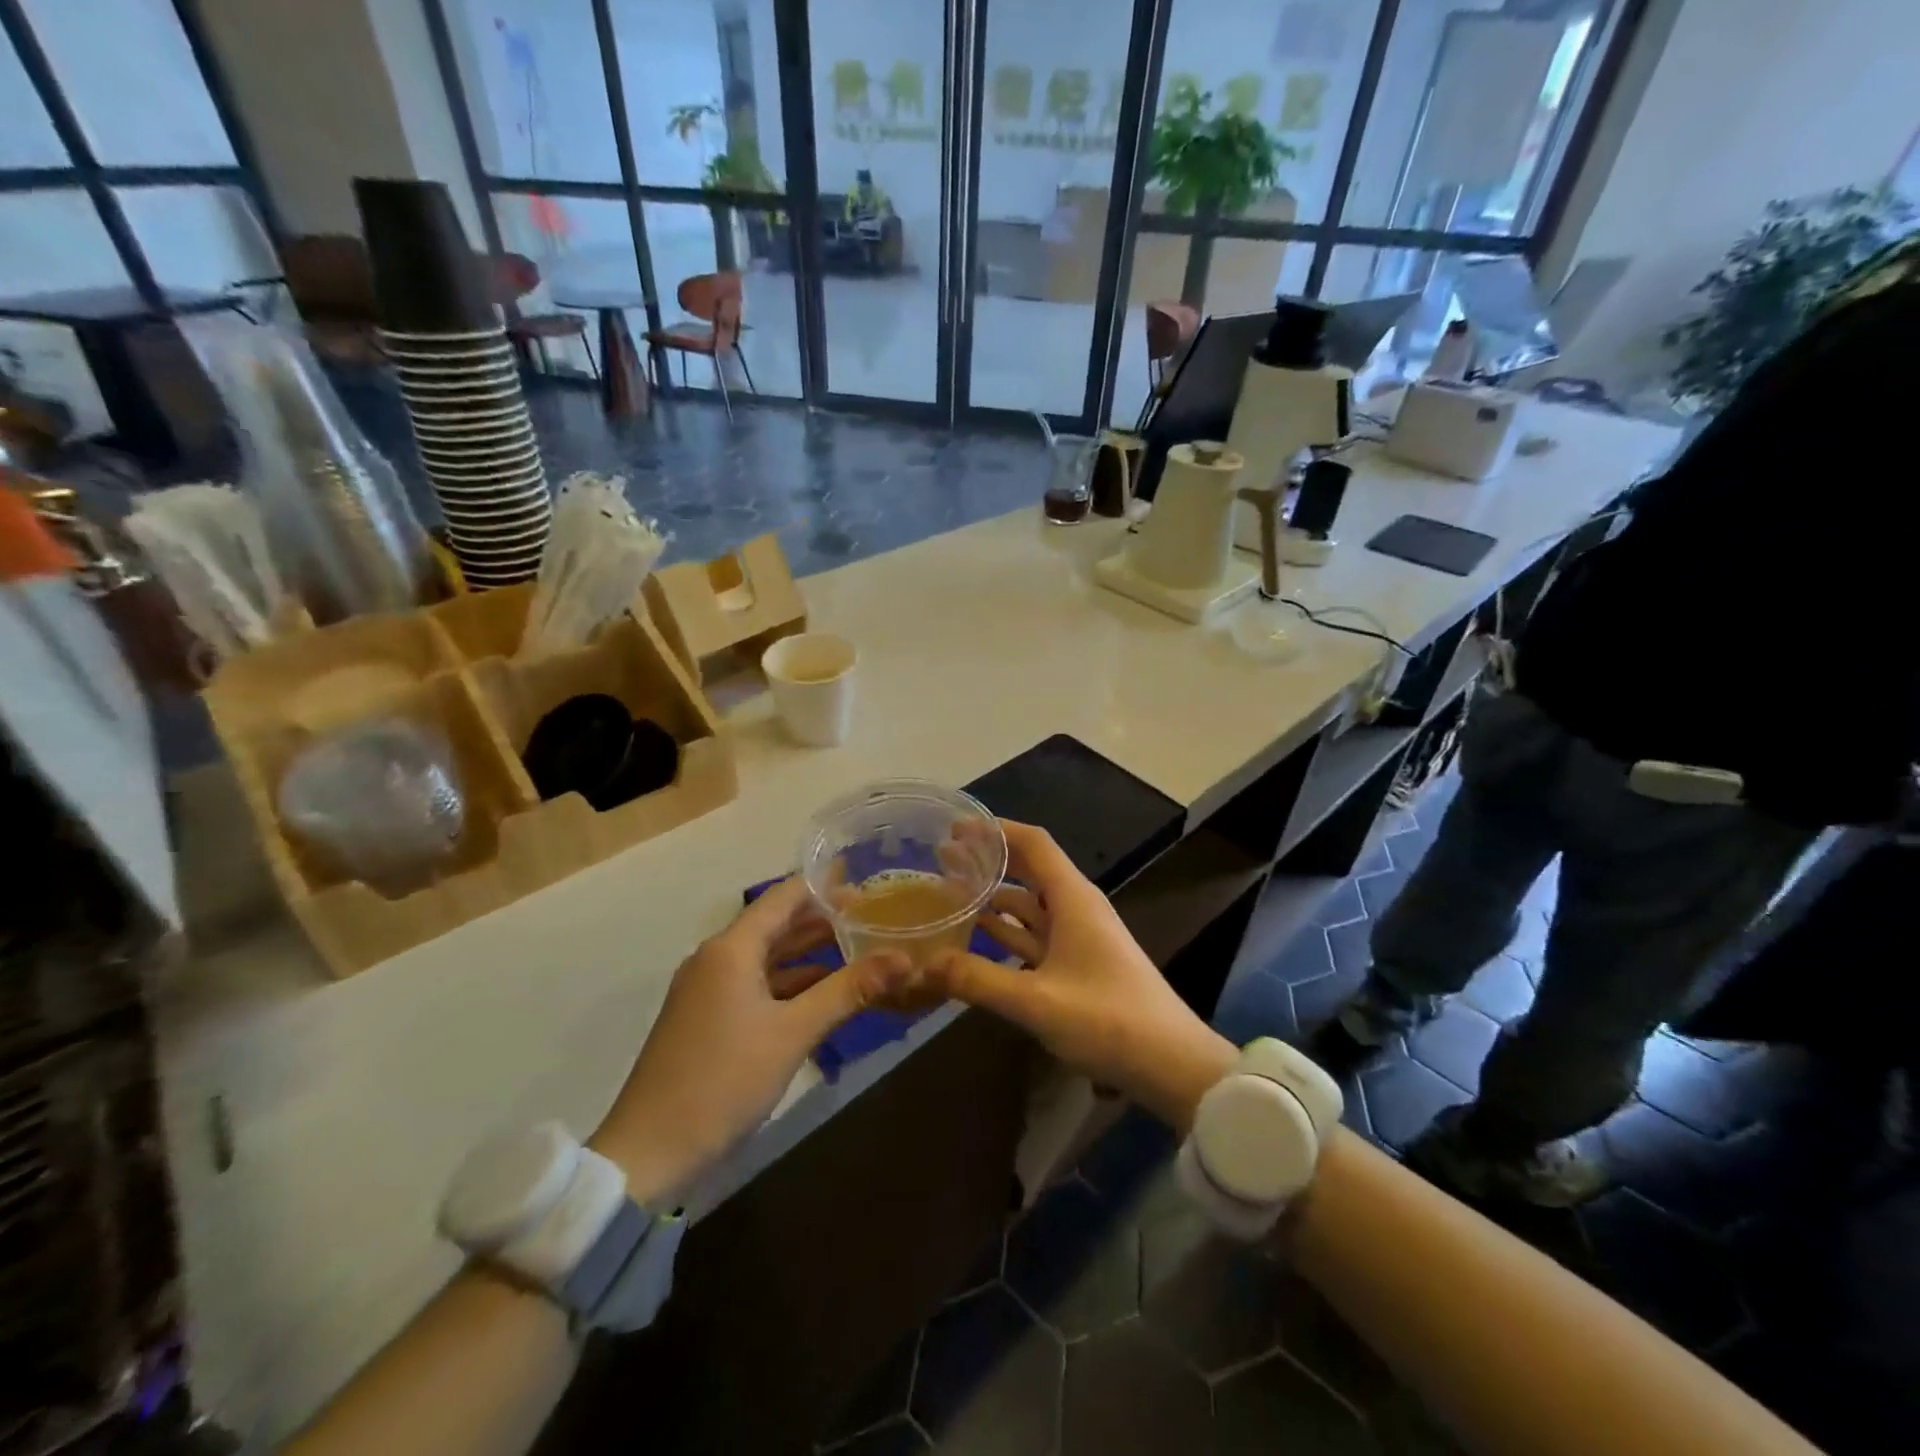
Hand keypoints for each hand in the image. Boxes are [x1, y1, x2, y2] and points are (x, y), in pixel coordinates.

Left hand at [590, 877, 908, 1202]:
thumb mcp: (794, 1033)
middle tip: (871, 916)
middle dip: (821, 919)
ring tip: (855, 947)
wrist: (649, 1154)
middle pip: (774, 924)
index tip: (866, 882)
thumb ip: (849, 990)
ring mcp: (707, 990)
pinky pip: (754, 984)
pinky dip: (788, 982)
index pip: (784, 897)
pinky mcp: (705, 1019)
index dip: (824, 886)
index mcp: (731, 949)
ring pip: (765, 957)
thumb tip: (904, 959)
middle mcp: (715, 958)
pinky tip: (819, 992)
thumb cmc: (723, 1080)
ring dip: (806, 952)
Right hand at [923, 820, 1235, 1130]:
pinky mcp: (1079, 964)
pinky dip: (1008, 931)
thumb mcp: (1036, 1001)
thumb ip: (978, 979)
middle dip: (990, 860)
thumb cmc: (1108, 1020)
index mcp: (1073, 899)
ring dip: (995, 896)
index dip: (996, 830)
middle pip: (1030, 869)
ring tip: (952, 893)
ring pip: (1031, 904)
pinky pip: (1036, 935)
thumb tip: (924, 963)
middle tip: (944, 858)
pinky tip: (978, 936)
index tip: (956, 828)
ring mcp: (1079, 937)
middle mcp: (1076, 908)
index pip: (1034, 844)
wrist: (1170, 1064)